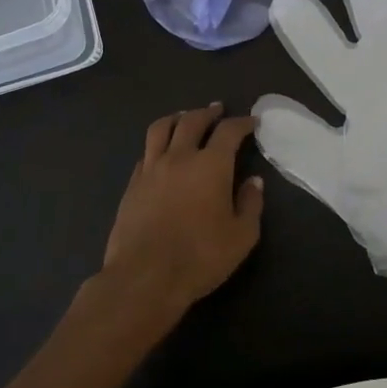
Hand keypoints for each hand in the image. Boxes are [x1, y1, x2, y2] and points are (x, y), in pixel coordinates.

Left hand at [99, 104, 264, 318]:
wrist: (144, 277)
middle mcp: (180, 157)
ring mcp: (151, 169)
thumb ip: (250, 204)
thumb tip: (253, 182)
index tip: (251, 122)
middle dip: (208, 112)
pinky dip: (158, 144)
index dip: (242, 123)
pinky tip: (162, 153)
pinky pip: (146, 152)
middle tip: (218, 110)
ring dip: (177, 118)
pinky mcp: (132, 185)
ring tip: (185, 118)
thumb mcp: (241, 236)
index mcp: (211, 165)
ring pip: (161, 129)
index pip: (229, 131)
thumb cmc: (200, 257)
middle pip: (192, 121)